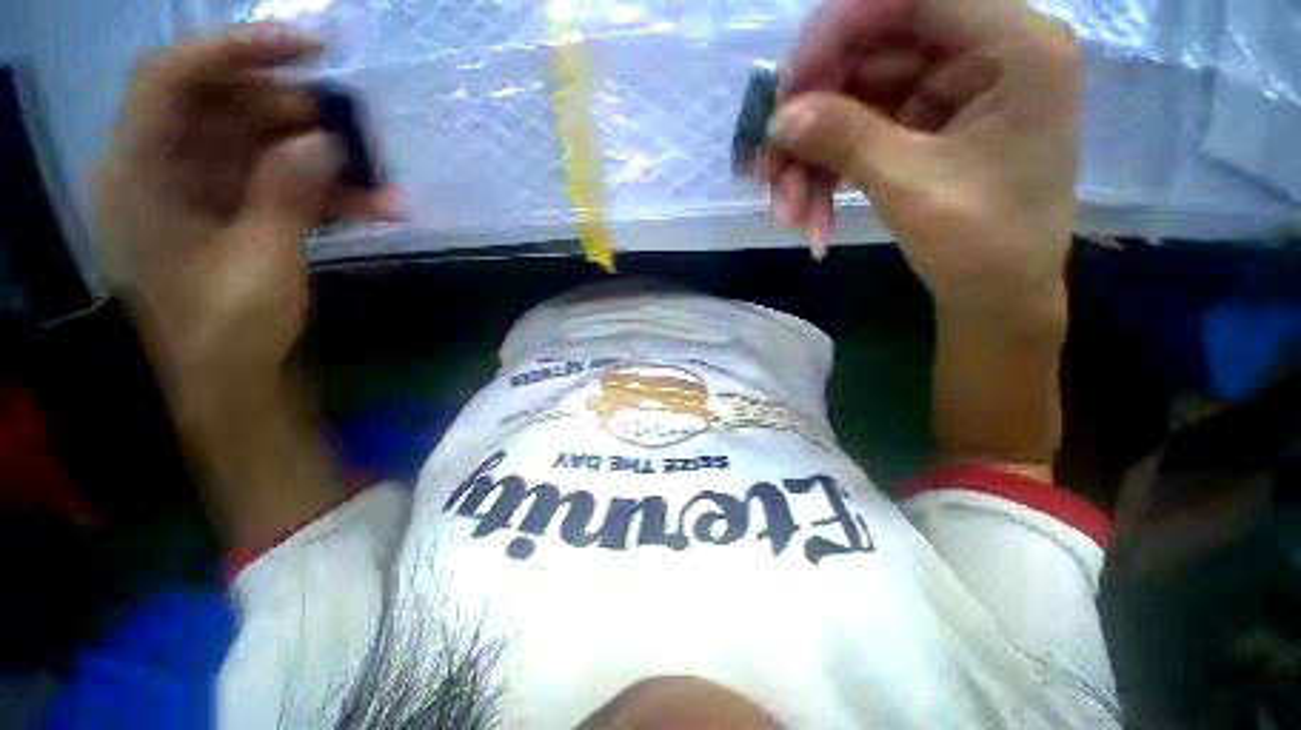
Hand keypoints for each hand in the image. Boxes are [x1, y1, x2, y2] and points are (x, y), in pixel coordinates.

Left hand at [96, 25, 394, 392]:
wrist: (231, 380)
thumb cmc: (229, 329)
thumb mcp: (261, 260)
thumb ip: (287, 191)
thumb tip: (327, 141)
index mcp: (139, 175)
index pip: (171, 79)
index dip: (235, 51)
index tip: (309, 50)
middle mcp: (160, 170)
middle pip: (219, 106)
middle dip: (289, 111)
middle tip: (348, 127)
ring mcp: (199, 192)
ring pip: (258, 147)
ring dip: (321, 159)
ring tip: (376, 179)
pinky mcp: (232, 212)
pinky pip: (278, 183)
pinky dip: (324, 193)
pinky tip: (373, 208)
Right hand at [762, 0, 1078, 322]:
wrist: (997, 299)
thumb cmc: (982, 246)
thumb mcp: (912, 187)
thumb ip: (846, 140)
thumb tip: (778, 118)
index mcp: (1012, 45)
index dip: (837, 30)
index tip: (785, 86)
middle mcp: (983, 53)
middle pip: (873, 52)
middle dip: (813, 117)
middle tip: (768, 168)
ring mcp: (951, 92)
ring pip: (858, 102)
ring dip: (813, 159)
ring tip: (789, 212)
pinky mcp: (926, 128)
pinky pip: (862, 134)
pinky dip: (829, 174)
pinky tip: (810, 215)